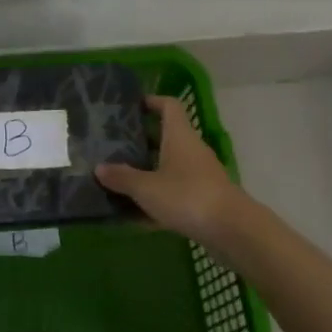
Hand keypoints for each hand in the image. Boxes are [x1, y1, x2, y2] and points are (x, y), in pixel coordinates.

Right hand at [96, 95, 248, 243]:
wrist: (232, 230)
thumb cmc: (187, 196)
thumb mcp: (147, 188)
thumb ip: (122, 177)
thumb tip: (99, 168)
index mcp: (179, 136)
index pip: (169, 106)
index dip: (151, 101)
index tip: (130, 107)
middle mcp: (191, 150)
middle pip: (166, 136)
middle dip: (141, 140)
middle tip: (115, 146)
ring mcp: (200, 174)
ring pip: (170, 165)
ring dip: (148, 169)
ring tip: (120, 177)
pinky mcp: (204, 198)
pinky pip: (175, 190)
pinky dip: (158, 196)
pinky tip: (137, 213)